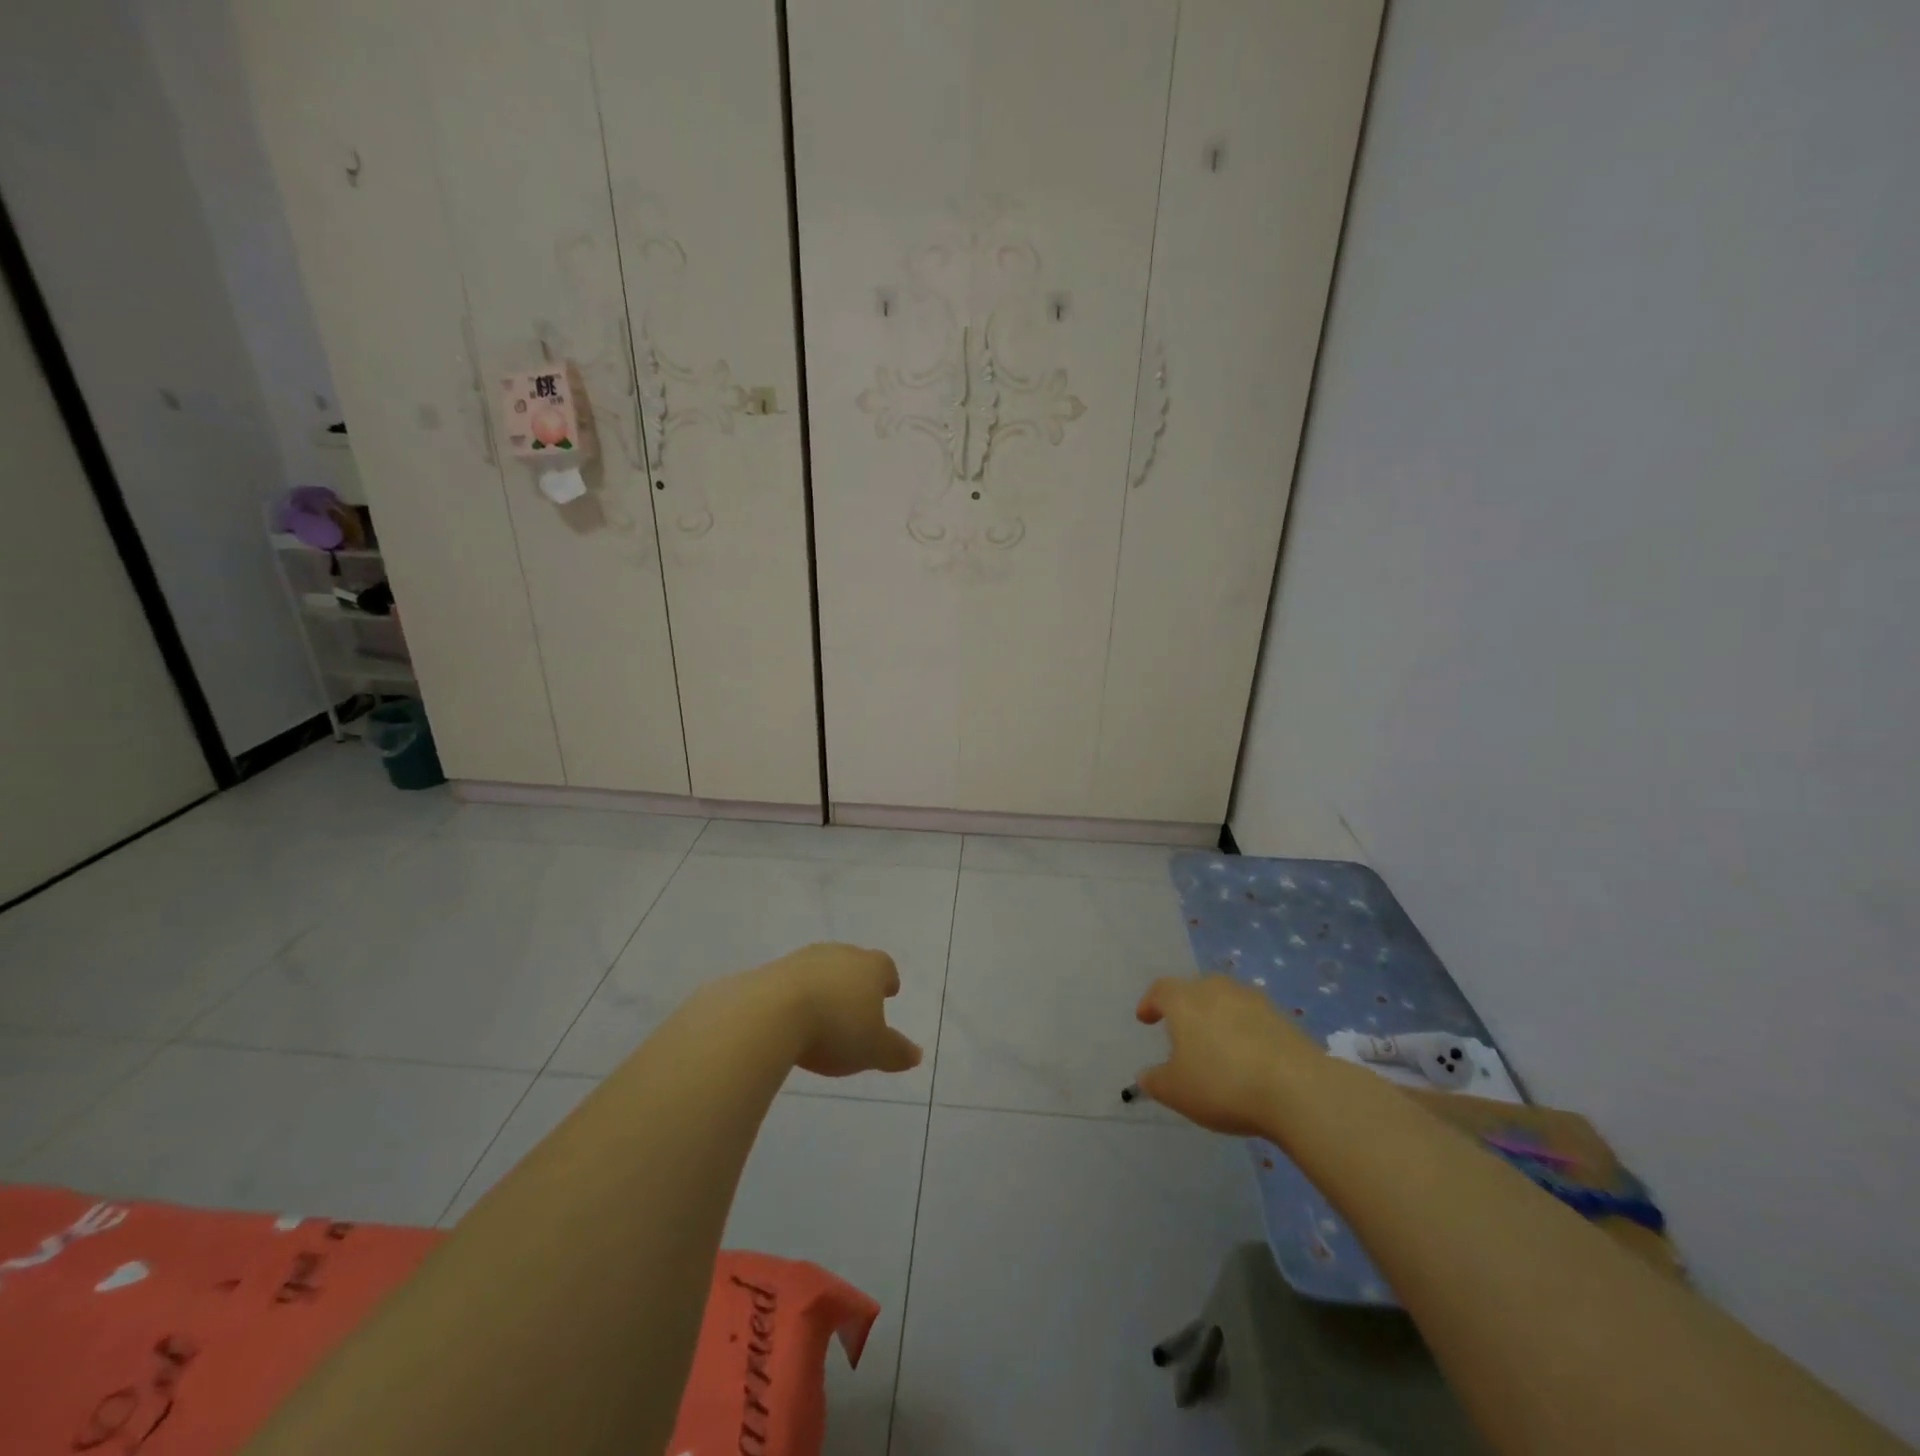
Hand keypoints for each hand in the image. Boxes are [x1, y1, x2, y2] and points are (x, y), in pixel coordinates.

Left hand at [752, 943, 923, 1078]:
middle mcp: (839, 954)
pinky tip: (792, 1017)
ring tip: (823, 1013)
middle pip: (853, 963)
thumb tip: (916, 1055)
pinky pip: (791, 981)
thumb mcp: (873, 1050)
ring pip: (821, 969)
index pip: (885, 966)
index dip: (888, 979)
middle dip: (856, 982)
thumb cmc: (835, 1029)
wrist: (770, 1013)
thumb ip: (896, 1052)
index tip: (888, 992)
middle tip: (857, 1003)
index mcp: (869, 967)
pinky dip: (796, 995)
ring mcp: (803, 959)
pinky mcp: (772, 970)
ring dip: (824, 986)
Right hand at [1136, 975, 1324, 1136]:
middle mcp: (1216, 989)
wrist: (1298, 1089)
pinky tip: (1248, 1057)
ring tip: (1217, 1045)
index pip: (1160, 990)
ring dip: (1217, 1017)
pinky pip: (1253, 1018)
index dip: (1150, 1003)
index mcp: (1184, 1000)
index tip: (1145, 1019)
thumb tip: (1146, 1076)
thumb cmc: (1223, 1084)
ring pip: (1226, 1001)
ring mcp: (1253, 1000)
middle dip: (1185, 1007)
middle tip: (1181, 1033)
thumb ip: (1155, 1081)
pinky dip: (1244, 1030)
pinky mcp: (1283, 1017)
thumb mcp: (1177, 1091)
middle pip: (1194, 989)